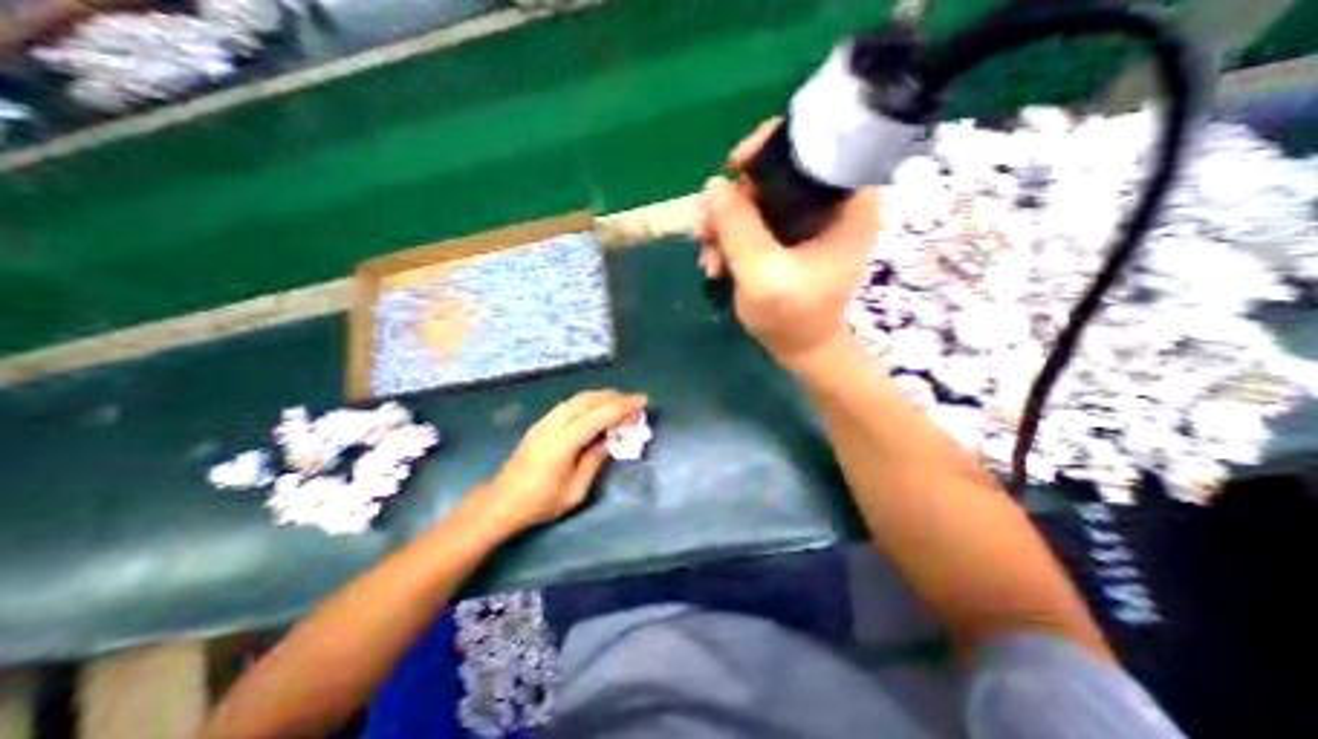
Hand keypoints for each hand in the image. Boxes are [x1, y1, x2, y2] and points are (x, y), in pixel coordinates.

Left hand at [469, 392, 647, 535]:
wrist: (501, 502)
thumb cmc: (540, 503)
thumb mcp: (575, 491)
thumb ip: (595, 461)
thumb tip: (611, 440)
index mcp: (563, 443)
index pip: (598, 415)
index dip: (623, 406)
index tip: (643, 401)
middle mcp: (553, 425)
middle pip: (588, 400)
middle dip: (615, 397)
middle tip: (635, 401)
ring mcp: (544, 421)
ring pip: (578, 398)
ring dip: (602, 396)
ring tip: (621, 402)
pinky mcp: (541, 423)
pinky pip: (570, 403)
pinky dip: (589, 401)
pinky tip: (598, 408)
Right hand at [694, 121, 877, 367]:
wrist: (799, 349)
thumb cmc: (792, 317)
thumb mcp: (761, 273)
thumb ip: (737, 227)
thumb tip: (712, 185)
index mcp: (847, 204)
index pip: (815, 144)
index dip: (770, 147)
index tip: (734, 167)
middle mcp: (831, 204)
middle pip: (776, 176)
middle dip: (734, 203)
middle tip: (707, 232)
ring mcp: (808, 222)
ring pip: (758, 201)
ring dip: (725, 226)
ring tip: (708, 260)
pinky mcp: (789, 238)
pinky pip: (754, 222)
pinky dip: (731, 239)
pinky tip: (715, 263)